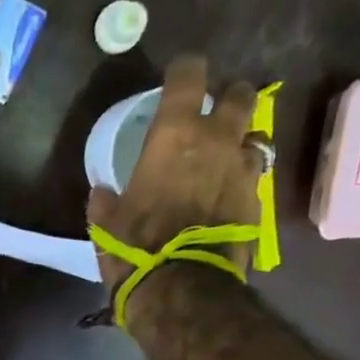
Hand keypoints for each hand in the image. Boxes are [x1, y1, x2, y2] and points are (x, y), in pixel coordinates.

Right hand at [85, 55, 263, 324]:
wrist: (181, 289)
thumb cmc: (136, 249)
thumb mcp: (107, 225)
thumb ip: (106, 201)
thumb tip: (102, 192)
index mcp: (174, 134)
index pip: (190, 74)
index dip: (185, 70)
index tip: (178, 77)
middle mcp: (217, 140)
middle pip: (240, 95)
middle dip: (229, 99)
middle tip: (214, 116)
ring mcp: (243, 170)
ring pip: (255, 136)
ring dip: (242, 143)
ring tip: (226, 160)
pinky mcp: (257, 201)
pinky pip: (255, 178)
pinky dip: (244, 182)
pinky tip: (230, 197)